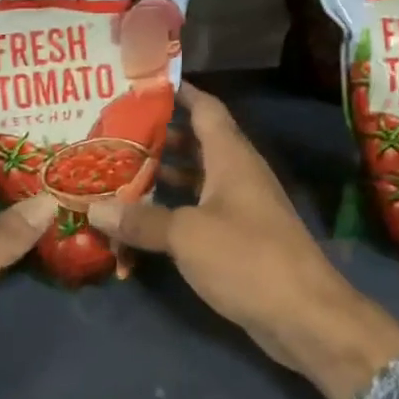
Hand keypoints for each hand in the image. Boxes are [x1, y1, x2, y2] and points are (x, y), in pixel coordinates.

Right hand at [88, 85, 398, 398]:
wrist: (304, 315)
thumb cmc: (247, 258)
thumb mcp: (186, 235)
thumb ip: (141, 220)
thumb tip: (94, 209)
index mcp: (231, 158)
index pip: (206, 108)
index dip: (179, 91)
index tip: (144, 82)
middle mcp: (238, 175)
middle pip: (197, 143)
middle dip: (160, 135)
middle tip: (116, 130)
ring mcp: (241, 208)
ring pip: (197, 179)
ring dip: (164, 174)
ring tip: (120, 169)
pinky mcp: (239, 239)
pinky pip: (200, 211)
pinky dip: (173, 209)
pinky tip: (143, 219)